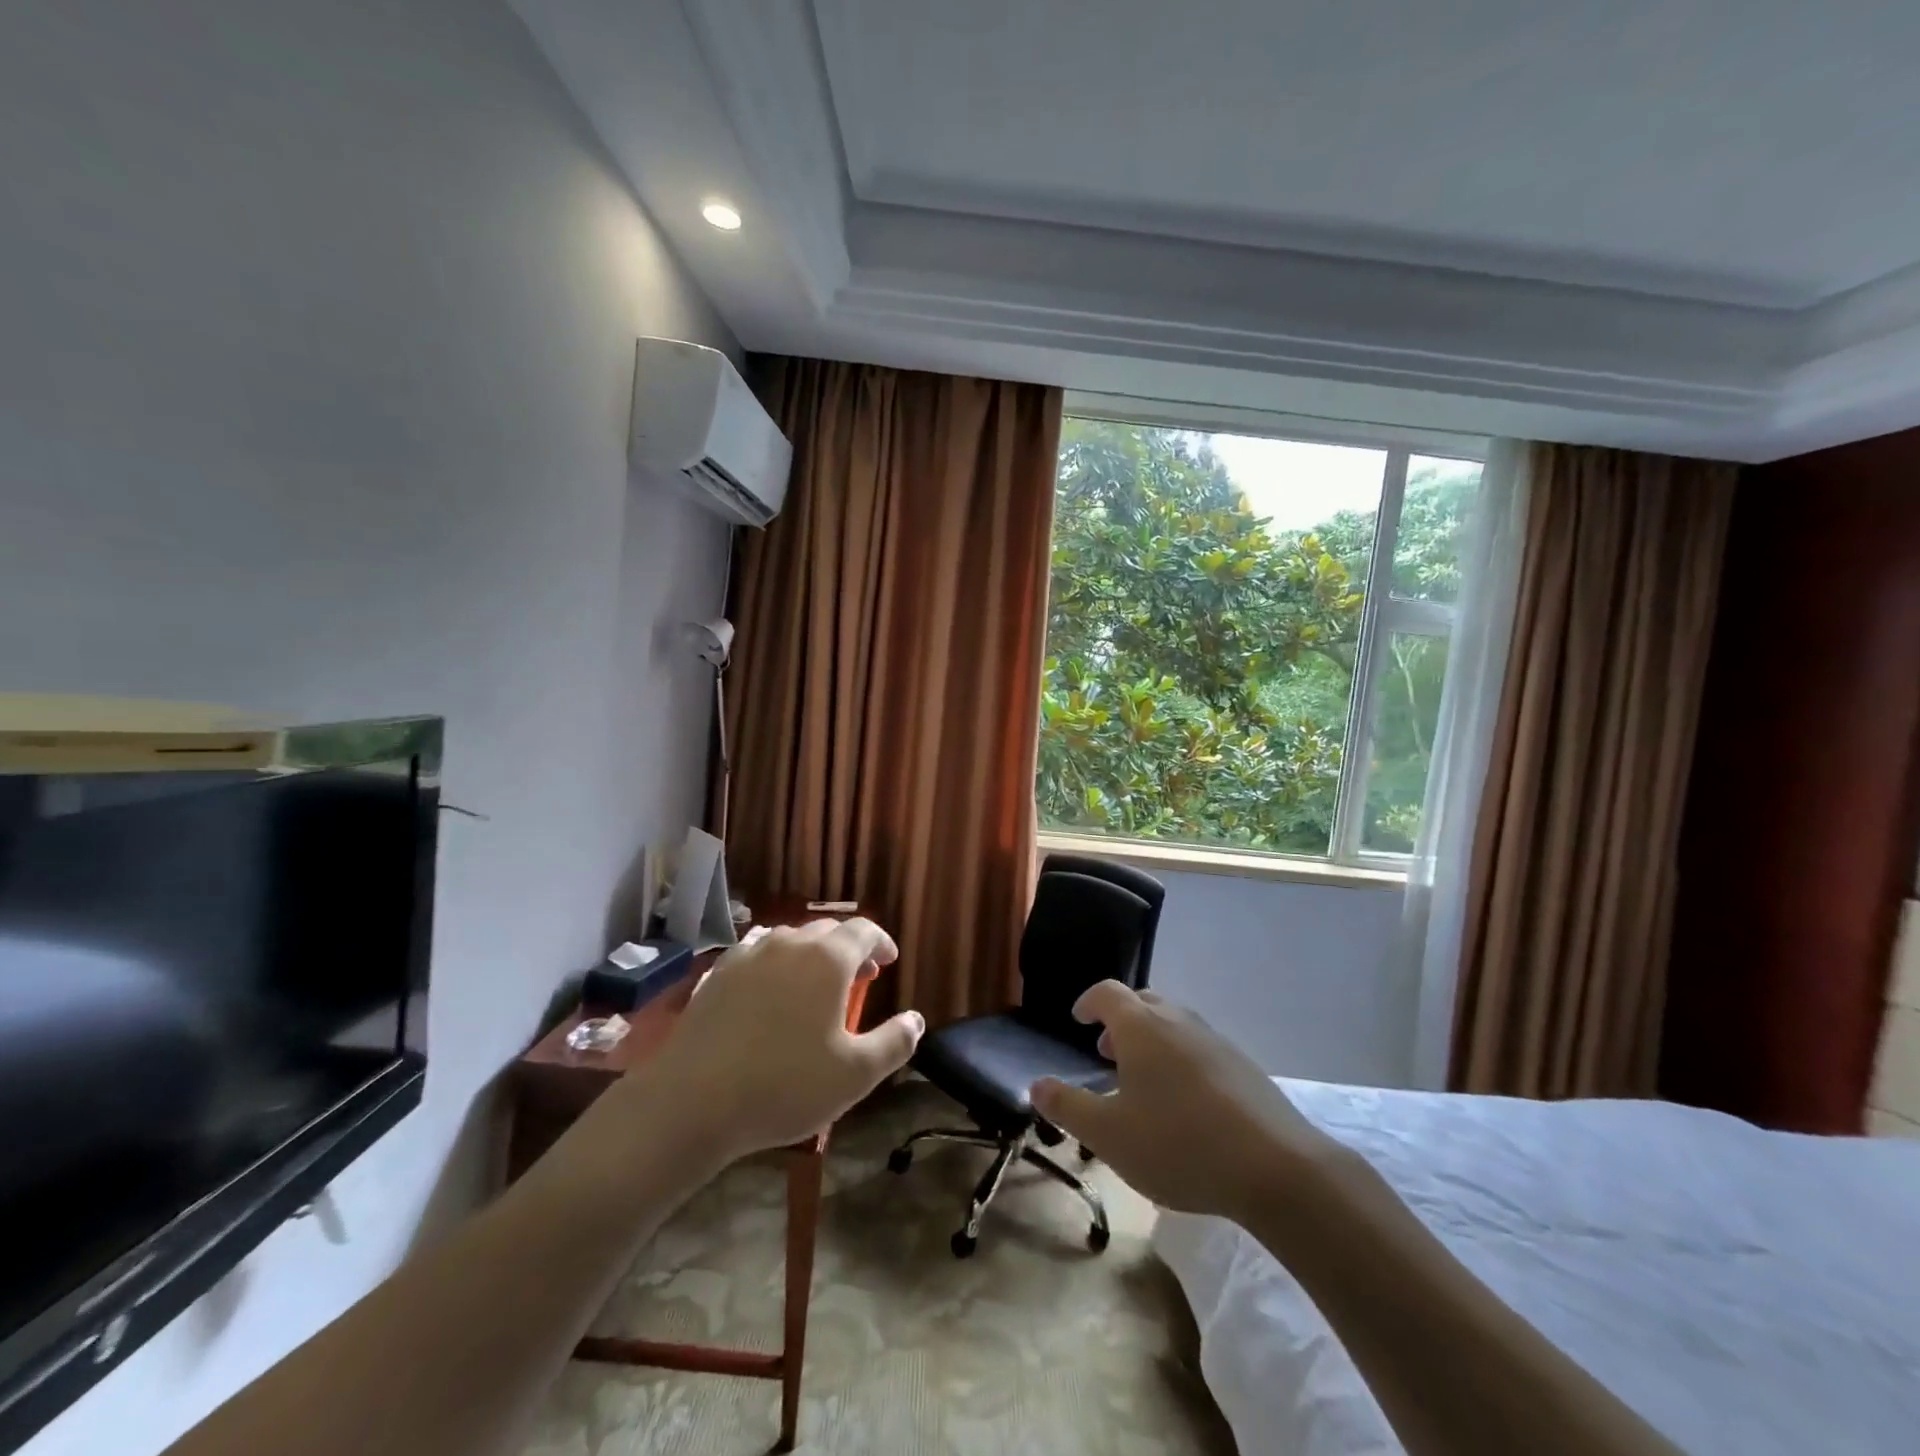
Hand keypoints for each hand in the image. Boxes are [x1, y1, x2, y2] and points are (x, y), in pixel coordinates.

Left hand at [642, 918, 922, 1164]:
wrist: (691, 1102)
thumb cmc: (785, 1085)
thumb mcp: (855, 1075)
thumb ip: (894, 1043)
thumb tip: (916, 1020)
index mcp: (827, 959)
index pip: (863, 930)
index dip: (881, 942)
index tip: (889, 961)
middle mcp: (788, 944)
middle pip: (826, 932)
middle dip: (848, 949)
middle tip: (860, 977)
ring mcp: (748, 955)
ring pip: (790, 941)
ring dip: (811, 956)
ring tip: (815, 985)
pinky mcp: (717, 974)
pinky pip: (757, 955)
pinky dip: (775, 965)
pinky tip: (770, 992)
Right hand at [1031, 981, 1336, 1221]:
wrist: (1275, 1167)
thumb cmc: (1178, 1144)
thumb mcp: (1109, 1135)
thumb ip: (1068, 1107)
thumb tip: (1036, 1084)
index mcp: (1141, 1026)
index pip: (1107, 992)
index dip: (1088, 1002)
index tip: (1078, 1020)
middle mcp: (1178, 1020)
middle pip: (1143, 1002)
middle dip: (1121, 1021)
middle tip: (1107, 1052)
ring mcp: (1215, 1040)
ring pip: (1174, 1024)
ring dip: (1152, 1041)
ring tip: (1144, 1081)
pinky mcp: (1243, 1066)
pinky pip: (1200, 1048)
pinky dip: (1181, 1059)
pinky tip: (1186, 1104)